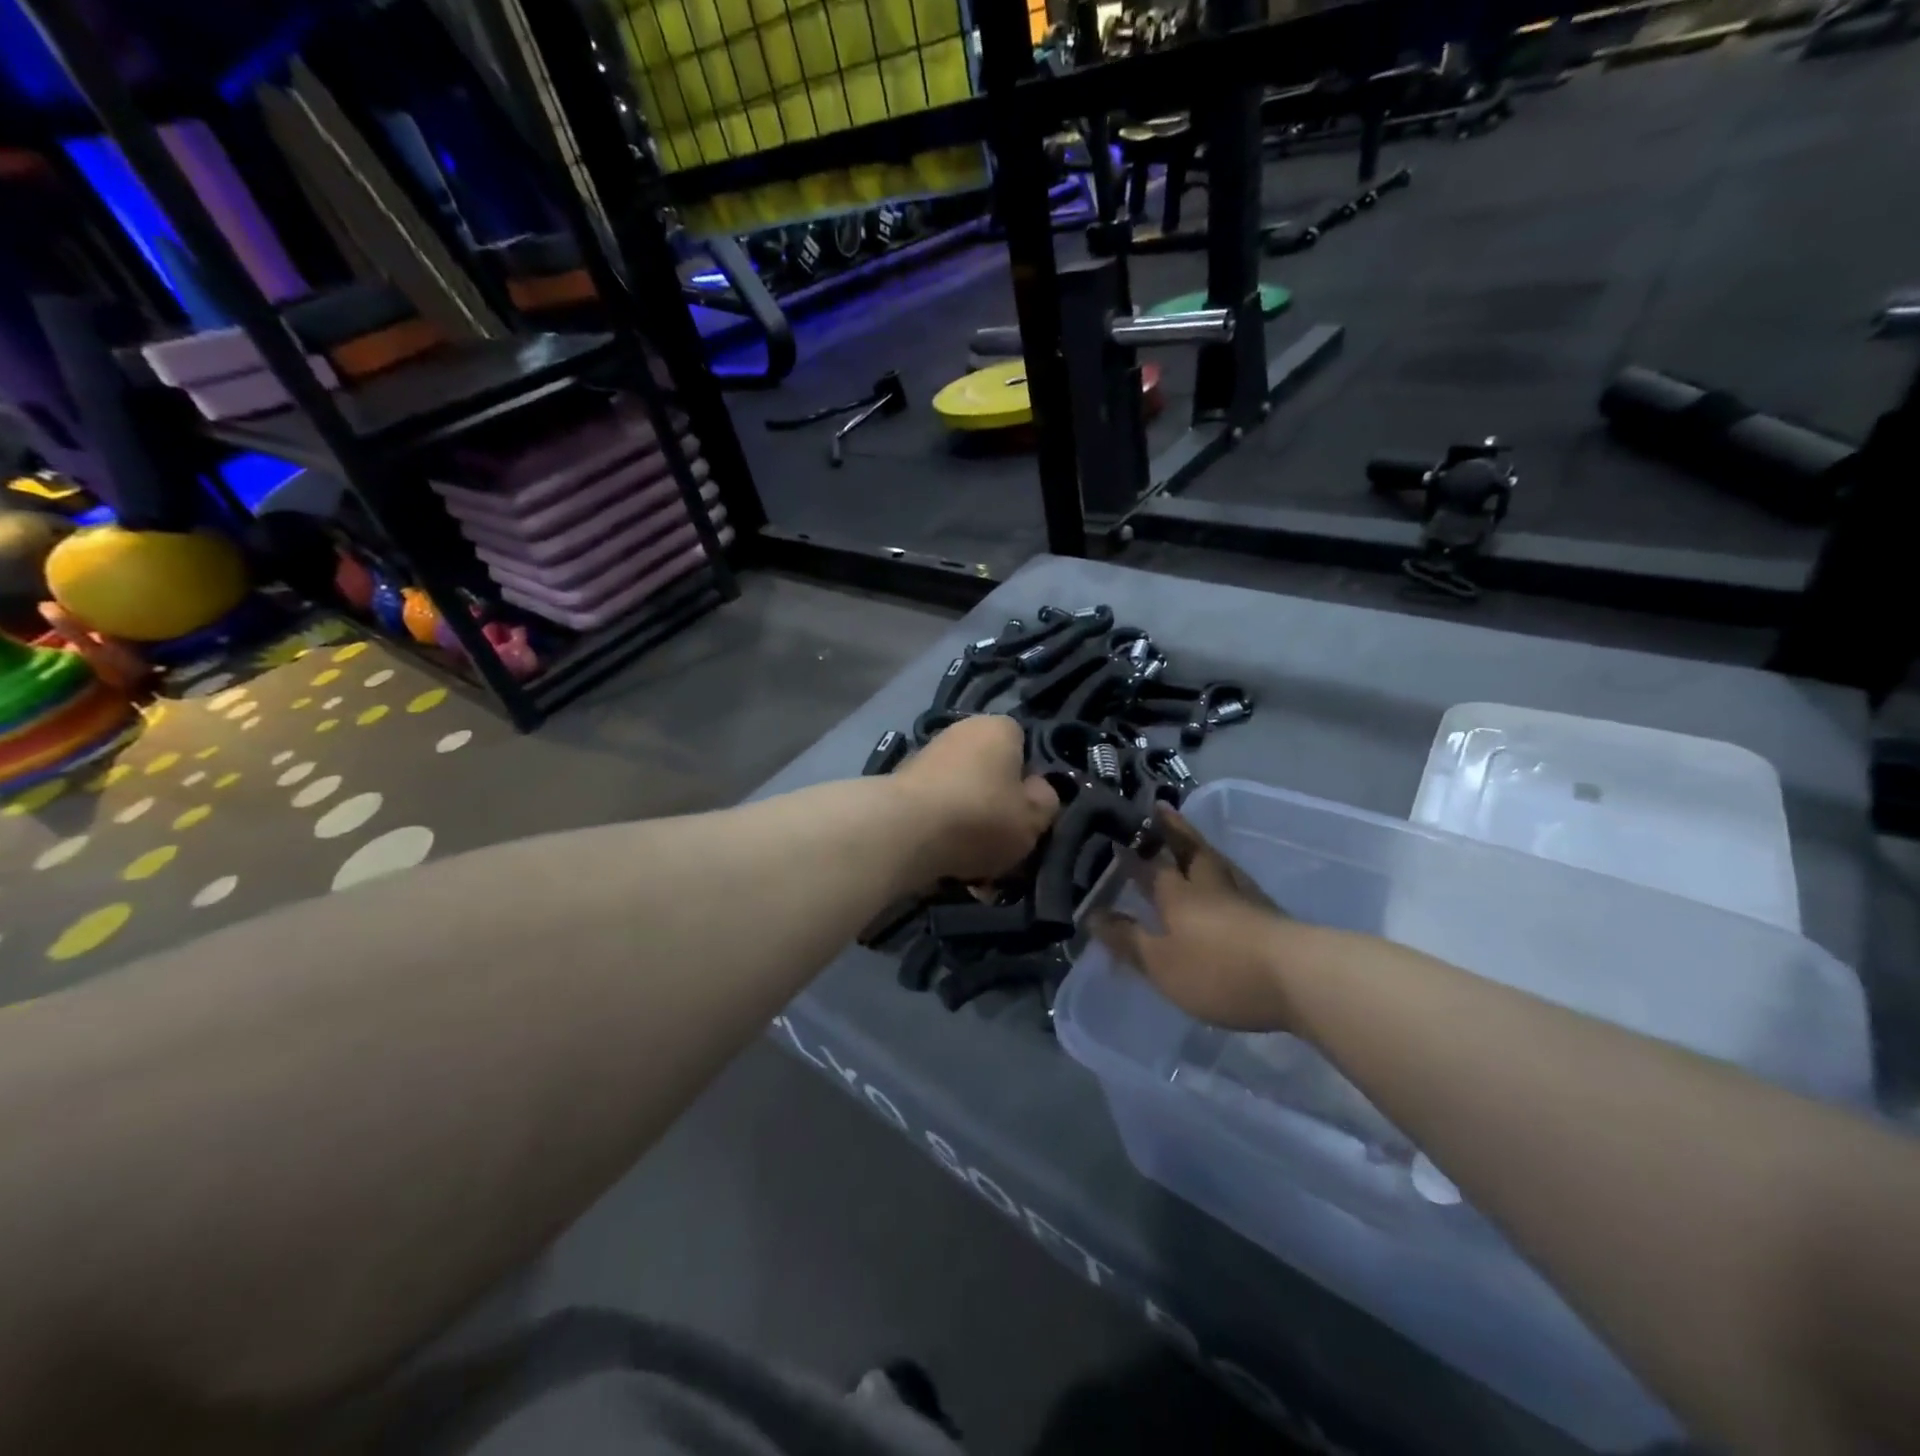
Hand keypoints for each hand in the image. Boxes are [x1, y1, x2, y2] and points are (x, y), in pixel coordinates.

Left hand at [890, 715, 1059, 884]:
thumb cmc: (981, 816)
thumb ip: (1046, 802)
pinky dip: (943, 835)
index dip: (1029, 782)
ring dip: (970, 828)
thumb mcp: (1034, 819)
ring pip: (963, 797)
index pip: (1024, 746)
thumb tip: (1038, 790)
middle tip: (1004, 847)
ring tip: (976, 871)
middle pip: (991, 774)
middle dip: (997, 809)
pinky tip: (948, 868)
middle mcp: (961, 732)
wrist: (903, 830)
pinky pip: (936, 812)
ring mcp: (927, 757)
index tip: (1028, 814)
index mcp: (998, 728)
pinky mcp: (901, 785)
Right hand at [1092, 808, 1294, 1030]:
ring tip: (1192, 838)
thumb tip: (1093, 915)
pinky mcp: (1270, 915)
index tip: (1113, 836)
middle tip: (1159, 808)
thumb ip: (1127, 939)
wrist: (1299, 978)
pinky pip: (1237, 882)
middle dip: (1171, 830)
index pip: (1148, 866)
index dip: (1130, 853)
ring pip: (1217, 862)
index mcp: (1177, 893)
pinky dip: (1224, 872)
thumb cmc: (1217, 969)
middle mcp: (1209, 885)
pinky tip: (1228, 881)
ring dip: (1200, 846)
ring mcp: (1244, 897)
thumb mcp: (1161, 963)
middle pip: (1188, 849)